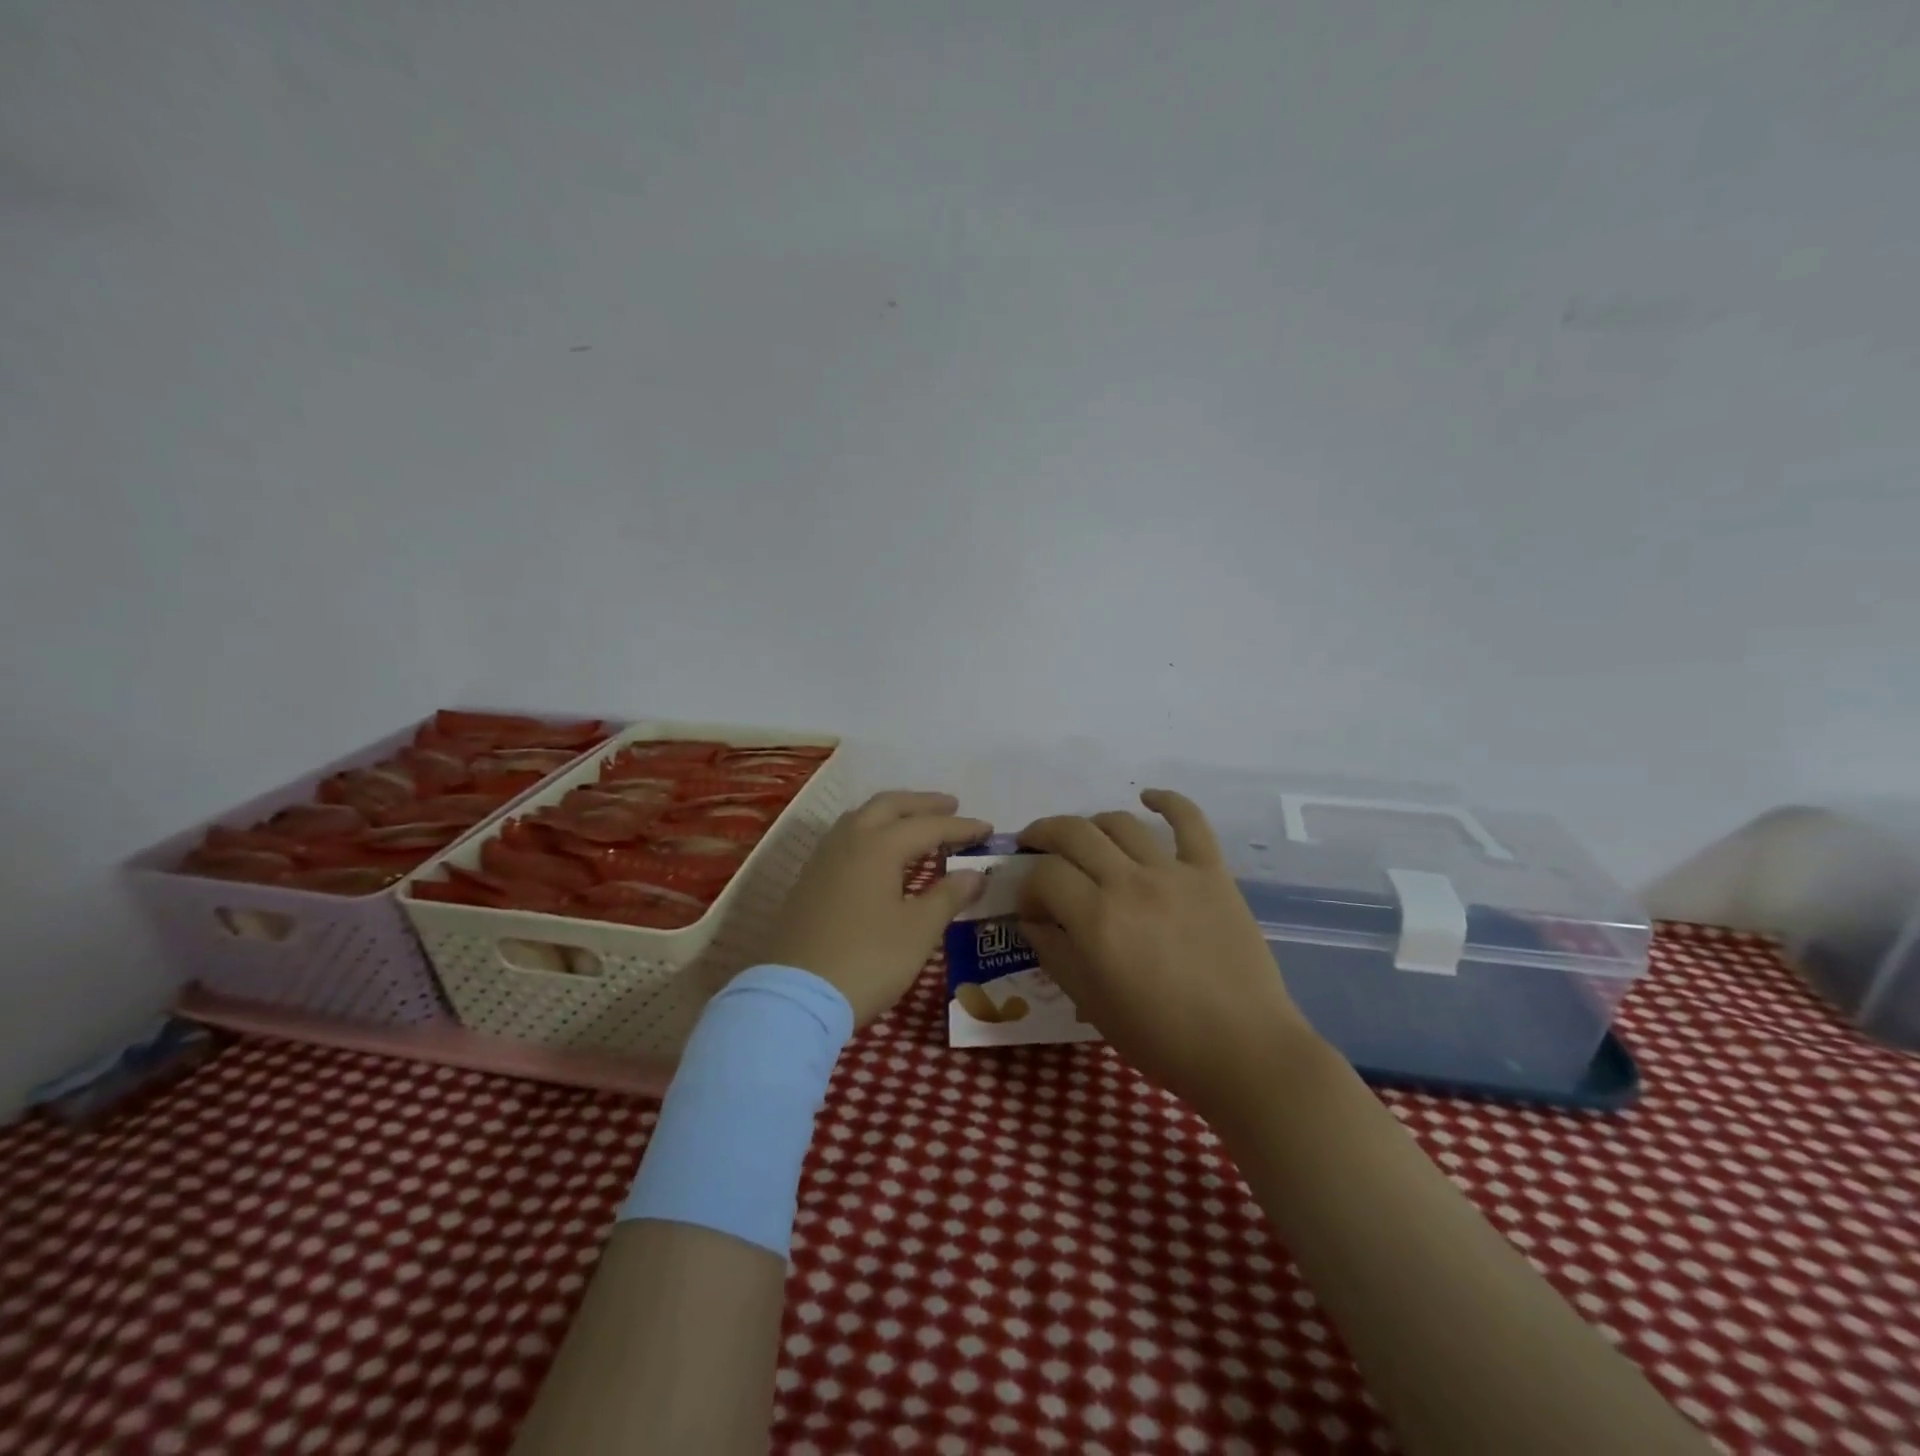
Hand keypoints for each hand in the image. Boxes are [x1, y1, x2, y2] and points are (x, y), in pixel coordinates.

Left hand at [761, 791, 989, 1025]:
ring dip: (892, 814)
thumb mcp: (918, 931)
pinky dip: (871, 832)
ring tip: (915, 824)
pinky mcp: (808, 880)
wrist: (795, 997)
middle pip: (888, 806)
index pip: (928, 825)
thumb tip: (975, 874)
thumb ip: (948, 896)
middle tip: (951, 807)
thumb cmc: (867, 961)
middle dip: (922, 804)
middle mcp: (848, 840)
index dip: (960, 827)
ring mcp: (822, 859)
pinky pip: (845, 838)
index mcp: (878, 846)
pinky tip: (879, 854)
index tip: (987, 829)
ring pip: (861, 817)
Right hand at [1017, 789, 1316, 1117]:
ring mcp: (1174, 872)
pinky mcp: (1212, 872)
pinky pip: (1190, 821)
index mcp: (1095, 918)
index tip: (1031, 907)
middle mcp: (1129, 882)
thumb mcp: (1090, 1002)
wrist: (1243, 1050)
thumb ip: (1054, 953)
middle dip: (1043, 835)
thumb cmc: (1160, 1037)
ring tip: (1084, 839)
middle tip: (1034, 847)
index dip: (1027, 886)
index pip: (1043, 875)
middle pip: (1073, 833)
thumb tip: (1033, 920)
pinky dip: (1168, 801)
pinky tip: (1149, 798)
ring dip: (1091, 824)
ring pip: (1120, 823)